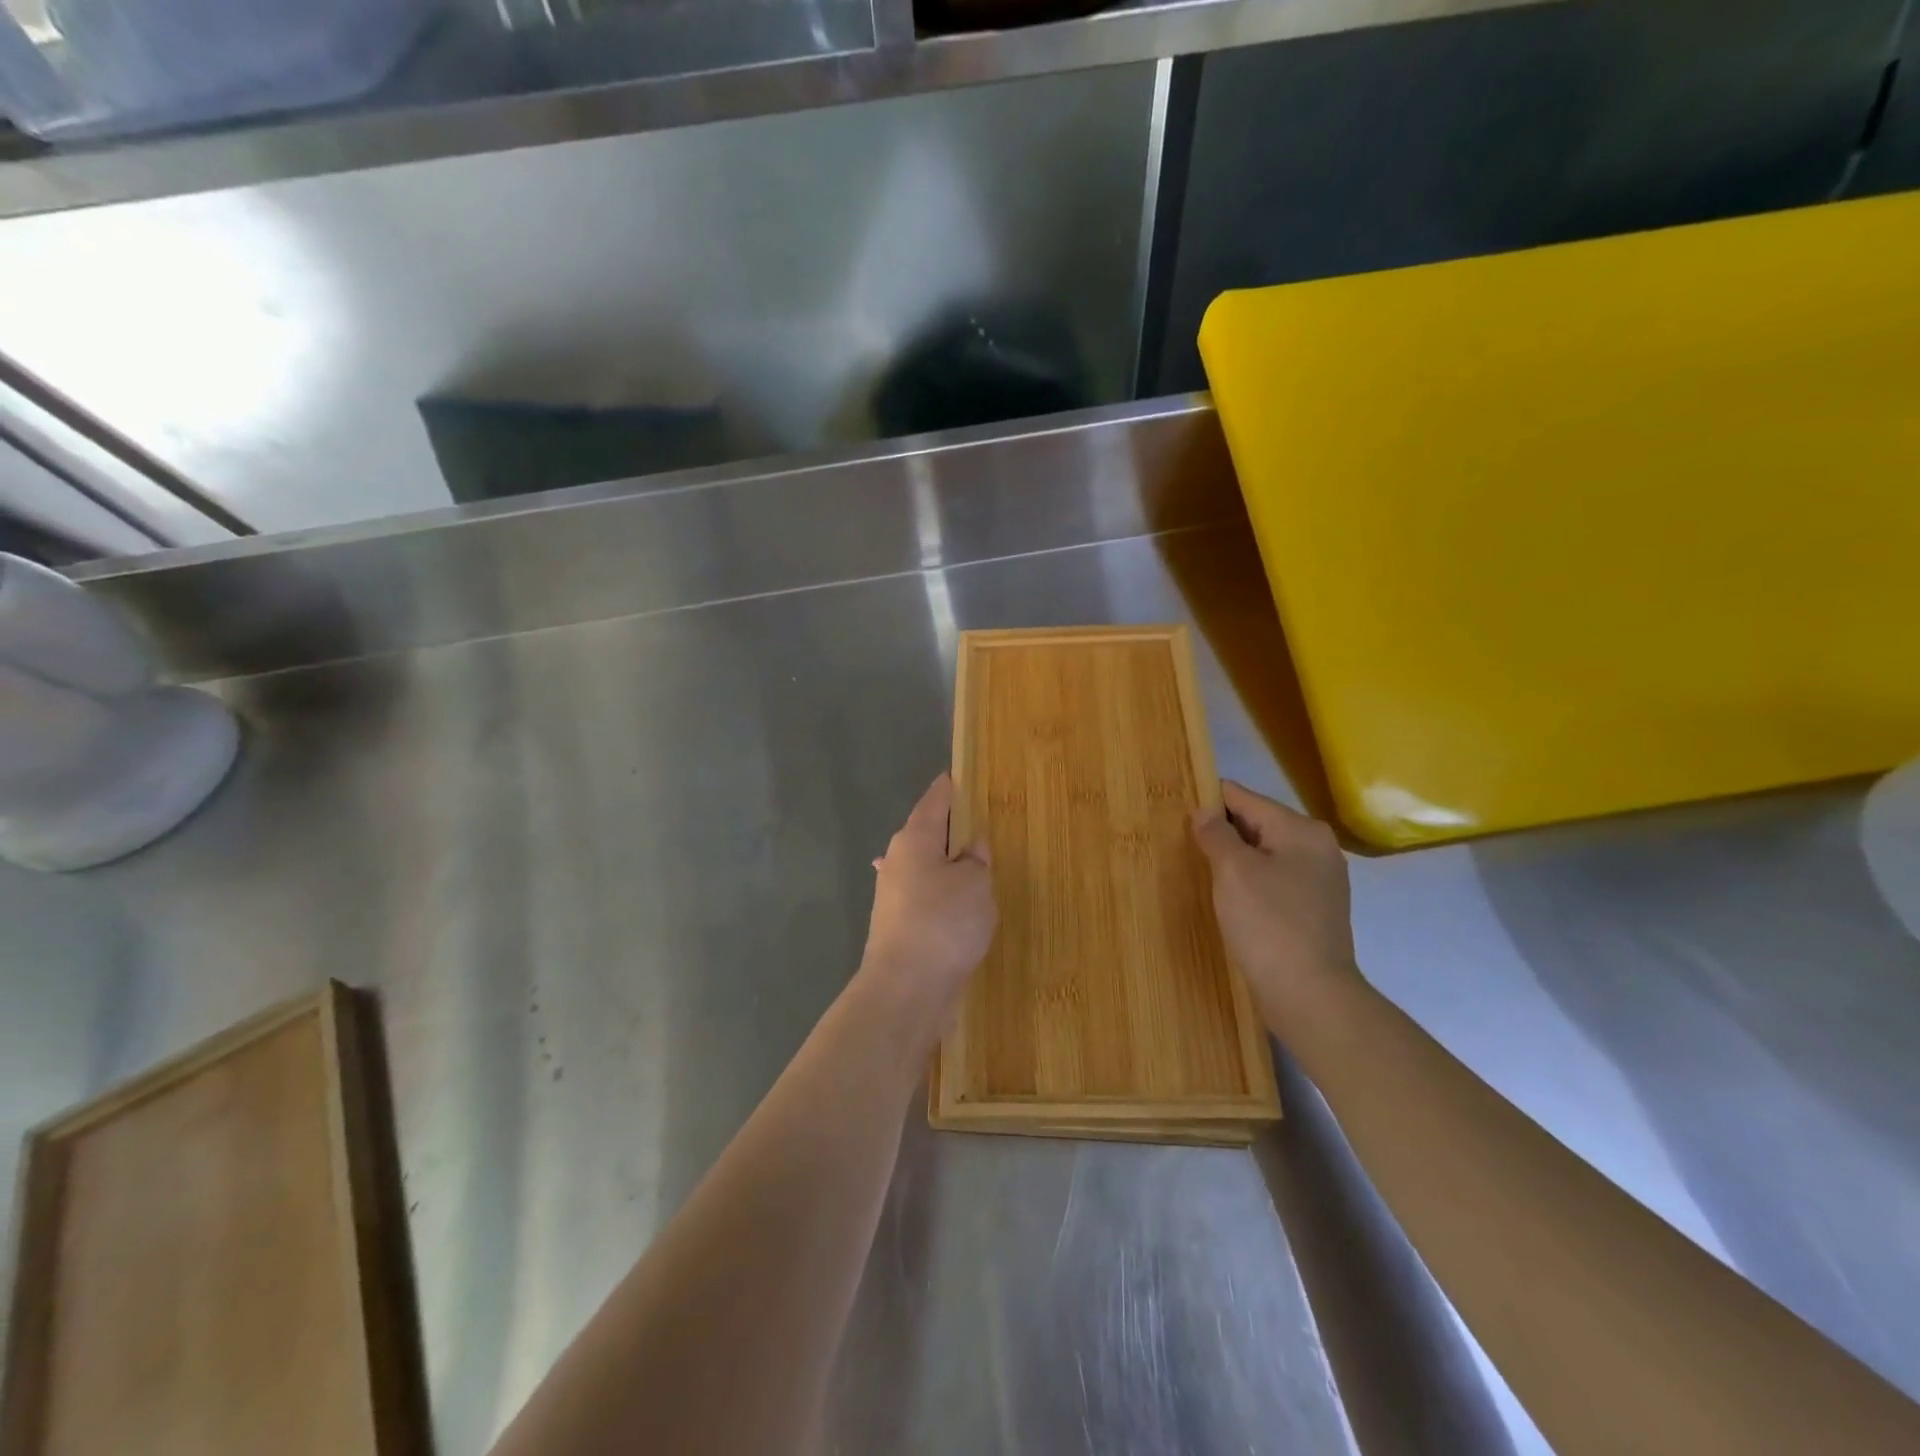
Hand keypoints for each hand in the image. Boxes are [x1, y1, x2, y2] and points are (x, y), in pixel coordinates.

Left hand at [858, 774, 996, 1038]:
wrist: (905, 990)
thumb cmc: (943, 924)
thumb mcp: (974, 884)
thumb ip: (976, 861)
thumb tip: (971, 849)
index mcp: (914, 839)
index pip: (935, 801)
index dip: (951, 788)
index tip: (962, 776)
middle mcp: (898, 861)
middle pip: (928, 834)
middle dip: (952, 828)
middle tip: (982, 821)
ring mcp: (894, 895)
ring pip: (927, 867)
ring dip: (948, 865)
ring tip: (977, 862)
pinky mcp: (899, 926)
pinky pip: (928, 897)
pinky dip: (944, 894)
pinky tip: (958, 903)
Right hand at [1192, 781, 1363, 1037]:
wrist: (1310, 995)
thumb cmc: (1268, 923)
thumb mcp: (1233, 871)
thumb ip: (1216, 834)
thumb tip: (1205, 811)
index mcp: (1301, 830)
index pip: (1245, 798)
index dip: (1210, 800)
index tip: (1178, 807)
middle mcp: (1317, 847)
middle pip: (1258, 824)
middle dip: (1222, 831)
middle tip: (1183, 841)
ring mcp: (1320, 881)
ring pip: (1265, 854)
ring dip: (1235, 859)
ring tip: (1200, 867)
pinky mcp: (1314, 910)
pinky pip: (1274, 880)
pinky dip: (1250, 881)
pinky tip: (1229, 897)